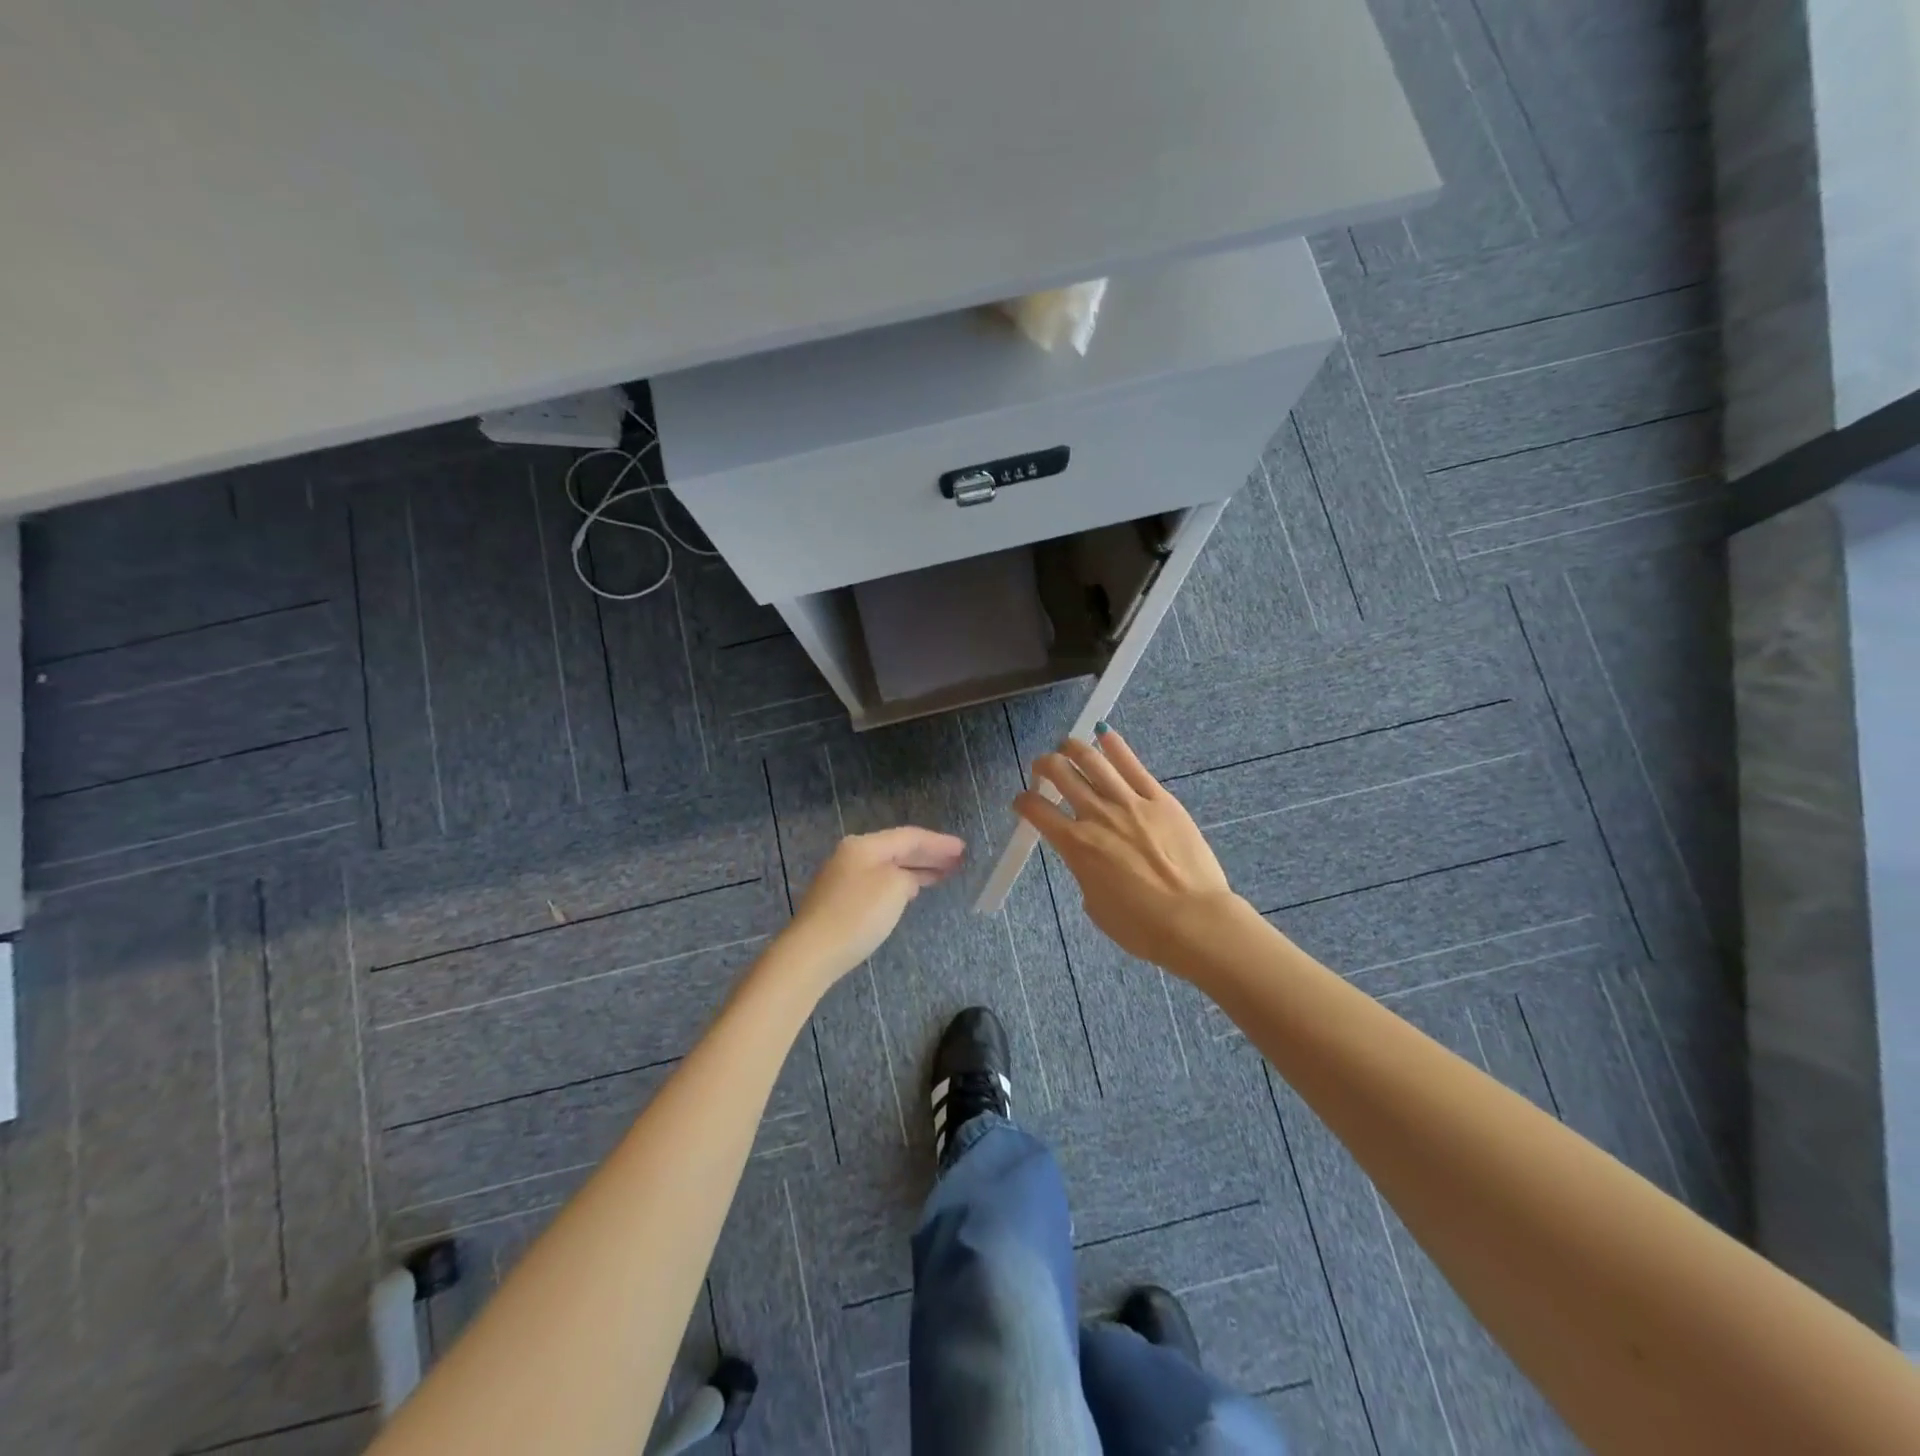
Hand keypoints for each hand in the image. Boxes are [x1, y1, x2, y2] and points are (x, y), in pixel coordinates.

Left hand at [776, 827, 966, 988]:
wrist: (812, 952)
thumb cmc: (857, 915)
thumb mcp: (894, 888)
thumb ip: (907, 876)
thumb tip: (905, 880)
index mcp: (865, 845)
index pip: (909, 836)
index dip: (938, 842)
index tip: (963, 849)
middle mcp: (853, 854)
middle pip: (898, 848)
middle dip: (929, 854)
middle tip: (958, 860)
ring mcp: (844, 877)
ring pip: (889, 866)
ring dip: (916, 868)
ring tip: (943, 873)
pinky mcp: (841, 899)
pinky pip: (880, 881)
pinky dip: (901, 882)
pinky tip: (913, 889)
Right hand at [1015, 727, 1238, 967]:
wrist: (1193, 921)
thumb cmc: (1140, 926)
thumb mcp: (1095, 904)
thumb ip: (1085, 871)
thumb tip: (1090, 857)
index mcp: (1076, 845)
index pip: (1037, 811)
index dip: (1023, 802)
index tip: (1022, 801)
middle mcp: (1097, 816)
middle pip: (1061, 774)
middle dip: (1044, 765)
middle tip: (1043, 767)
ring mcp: (1130, 803)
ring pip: (1093, 760)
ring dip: (1073, 747)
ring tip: (1067, 745)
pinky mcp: (1160, 799)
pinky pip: (1133, 765)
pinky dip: (1114, 745)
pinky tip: (1104, 735)